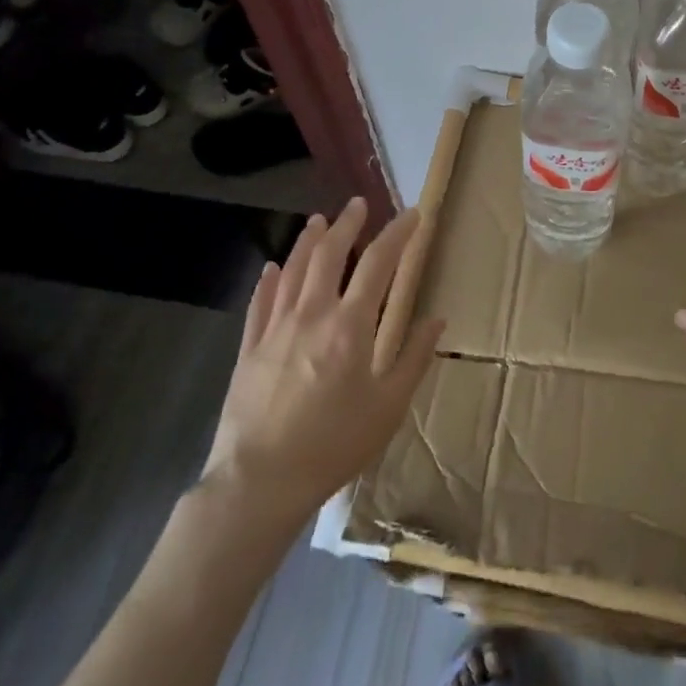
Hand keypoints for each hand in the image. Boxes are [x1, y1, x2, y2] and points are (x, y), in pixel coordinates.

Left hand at [203, 198, 441, 522]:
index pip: (379, 264)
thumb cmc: (333, 445)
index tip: (412, 215)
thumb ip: (414, 358)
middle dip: (347, 224)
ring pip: (293, 269)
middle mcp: (312, 314)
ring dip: (308, 240)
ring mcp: (275, 328)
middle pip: (329, 254)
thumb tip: (437, 320)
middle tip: (358, 204)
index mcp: (351, 326)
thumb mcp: (388, 407)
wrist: (259, 481)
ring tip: (319, 221)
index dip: (398, 234)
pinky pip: (260, 302)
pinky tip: (273, 268)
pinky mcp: (249, 347)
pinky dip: (270, 279)